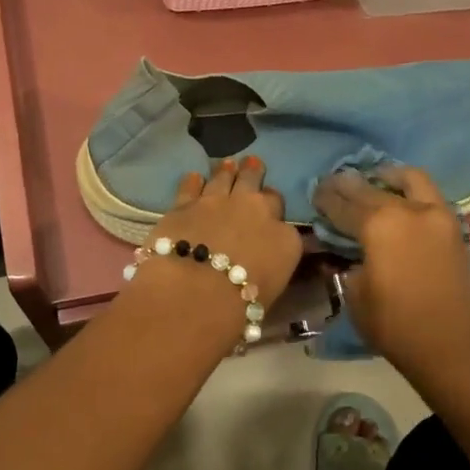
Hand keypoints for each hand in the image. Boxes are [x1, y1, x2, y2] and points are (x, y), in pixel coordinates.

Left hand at [129, 156, 301, 312]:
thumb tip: (266, 263)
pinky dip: (193, 181)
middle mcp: (256, 211)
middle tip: (253, 165)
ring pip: (226, 177)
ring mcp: (219, 202)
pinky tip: (194, 177)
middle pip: (258, 187)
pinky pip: (191, 185)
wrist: (195, 294)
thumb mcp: (272, 290)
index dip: (275, 214)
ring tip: (229, 163)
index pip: (284, 220)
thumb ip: (271, 267)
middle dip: (255, 175)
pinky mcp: (185, 204)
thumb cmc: (240, 307)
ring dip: (228, 170)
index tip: (270, 215)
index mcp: (284, 237)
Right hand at [314, 165, 469, 379]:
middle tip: (333, 183)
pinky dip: (410, 189)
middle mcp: (408, 210)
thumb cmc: (392, 324)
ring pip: (409, 179)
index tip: (314, 191)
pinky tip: (397, 198)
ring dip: (387, 176)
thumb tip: (342, 247)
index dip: (326, 198)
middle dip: (349, 185)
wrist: (447, 346)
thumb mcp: (354, 292)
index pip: (343, 204)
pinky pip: (428, 194)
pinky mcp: (452, 226)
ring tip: (372, 180)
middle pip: (371, 188)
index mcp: (379, 225)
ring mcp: (435, 214)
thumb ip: (346, 260)